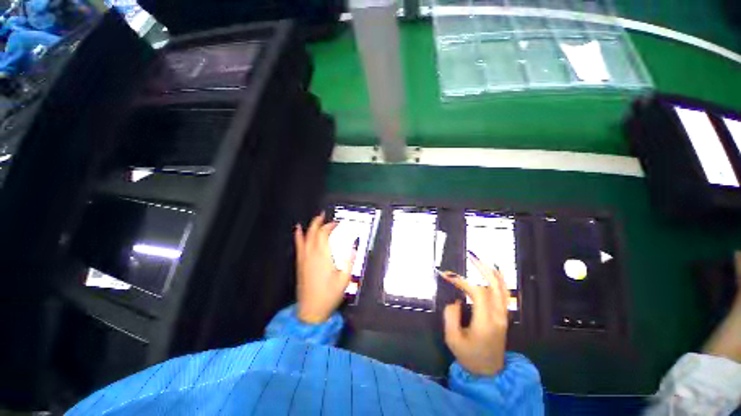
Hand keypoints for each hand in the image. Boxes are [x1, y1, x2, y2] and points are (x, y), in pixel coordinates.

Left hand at [294, 213, 355, 323]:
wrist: (311, 310)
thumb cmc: (330, 295)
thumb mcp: (345, 279)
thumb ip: (350, 261)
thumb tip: (354, 246)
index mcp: (323, 256)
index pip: (324, 234)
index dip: (330, 226)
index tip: (337, 223)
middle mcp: (311, 254)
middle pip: (314, 232)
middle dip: (319, 222)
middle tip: (324, 215)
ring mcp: (304, 258)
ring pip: (305, 237)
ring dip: (310, 226)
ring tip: (315, 218)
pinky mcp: (300, 263)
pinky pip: (298, 246)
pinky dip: (298, 236)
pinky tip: (298, 230)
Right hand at [442, 254, 509, 375]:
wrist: (489, 372)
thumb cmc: (469, 356)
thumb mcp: (452, 339)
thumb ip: (450, 316)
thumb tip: (456, 299)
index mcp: (485, 322)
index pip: (477, 293)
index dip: (462, 281)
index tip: (448, 276)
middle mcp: (498, 316)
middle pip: (494, 285)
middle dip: (482, 268)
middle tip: (470, 256)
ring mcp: (504, 315)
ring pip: (502, 287)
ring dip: (491, 271)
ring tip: (479, 259)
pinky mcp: (504, 315)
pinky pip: (504, 292)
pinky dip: (499, 279)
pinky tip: (492, 270)